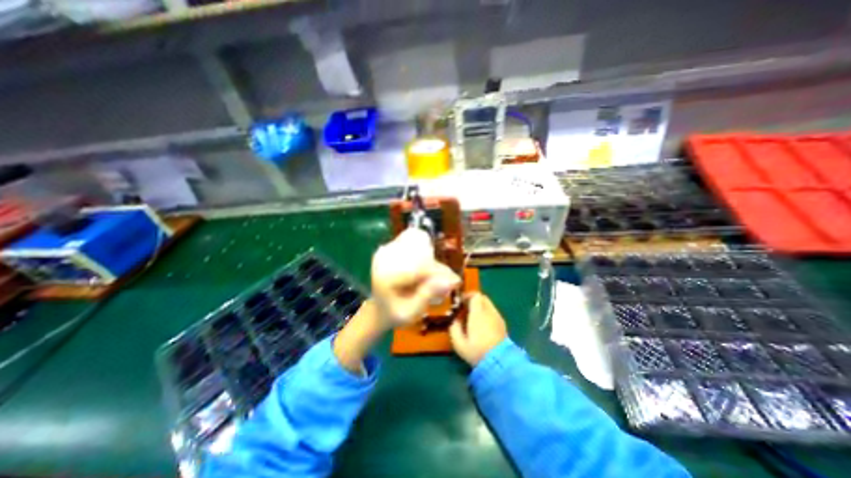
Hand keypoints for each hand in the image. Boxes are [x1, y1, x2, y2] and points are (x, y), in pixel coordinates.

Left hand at [337, 228, 463, 373]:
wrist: (377, 311)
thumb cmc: (393, 315)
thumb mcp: (411, 312)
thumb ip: (428, 294)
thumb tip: (450, 280)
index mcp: (389, 274)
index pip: (422, 266)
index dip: (440, 273)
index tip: (453, 282)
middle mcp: (386, 259)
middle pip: (422, 257)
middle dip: (439, 270)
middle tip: (447, 284)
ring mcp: (388, 254)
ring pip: (420, 253)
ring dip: (434, 266)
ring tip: (439, 282)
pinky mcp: (391, 253)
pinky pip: (415, 252)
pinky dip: (427, 262)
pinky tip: (429, 276)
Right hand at [447, 290, 506, 365]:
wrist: (499, 363)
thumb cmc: (477, 352)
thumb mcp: (459, 343)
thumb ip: (454, 328)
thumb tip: (454, 319)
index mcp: (478, 313)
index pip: (475, 295)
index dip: (467, 296)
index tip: (460, 302)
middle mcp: (489, 312)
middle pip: (482, 297)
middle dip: (473, 300)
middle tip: (465, 308)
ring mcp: (498, 317)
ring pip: (488, 304)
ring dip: (480, 306)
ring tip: (472, 317)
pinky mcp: (502, 324)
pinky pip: (492, 312)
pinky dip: (486, 313)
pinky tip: (481, 325)